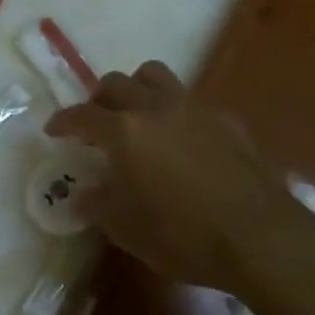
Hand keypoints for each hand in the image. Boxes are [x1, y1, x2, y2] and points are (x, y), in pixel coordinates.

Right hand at [47, 61, 303, 292]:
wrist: (261, 238)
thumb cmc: (184, 236)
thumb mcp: (127, 230)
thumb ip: (98, 206)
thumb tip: (81, 195)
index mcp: (124, 132)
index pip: (82, 115)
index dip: (63, 121)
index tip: (54, 130)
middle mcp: (154, 108)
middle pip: (116, 83)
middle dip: (99, 99)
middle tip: (97, 123)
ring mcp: (193, 109)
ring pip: (155, 76)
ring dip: (138, 88)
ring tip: (137, 115)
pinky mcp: (226, 120)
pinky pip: (191, 102)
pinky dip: (177, 113)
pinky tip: (184, 141)